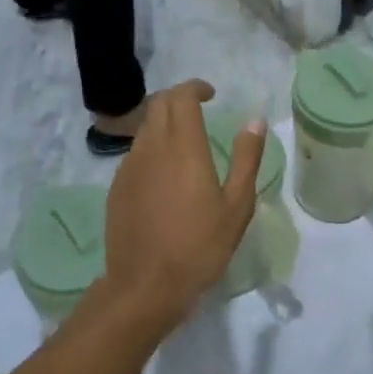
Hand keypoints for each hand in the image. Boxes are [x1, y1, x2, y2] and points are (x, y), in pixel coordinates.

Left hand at [104, 81, 264, 326]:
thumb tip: (255, 121)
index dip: (195, 87)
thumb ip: (246, 158)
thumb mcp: (237, 205)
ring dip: (163, 122)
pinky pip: (135, 152)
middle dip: (178, 98)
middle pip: (159, 103)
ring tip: (184, 141)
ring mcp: (129, 166)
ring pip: (145, 127)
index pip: (181, 96)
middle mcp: (152, 147)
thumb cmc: (199, 246)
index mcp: (183, 147)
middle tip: (198, 110)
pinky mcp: (117, 186)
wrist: (145, 286)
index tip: (211, 94)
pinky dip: (151, 147)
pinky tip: (164, 173)